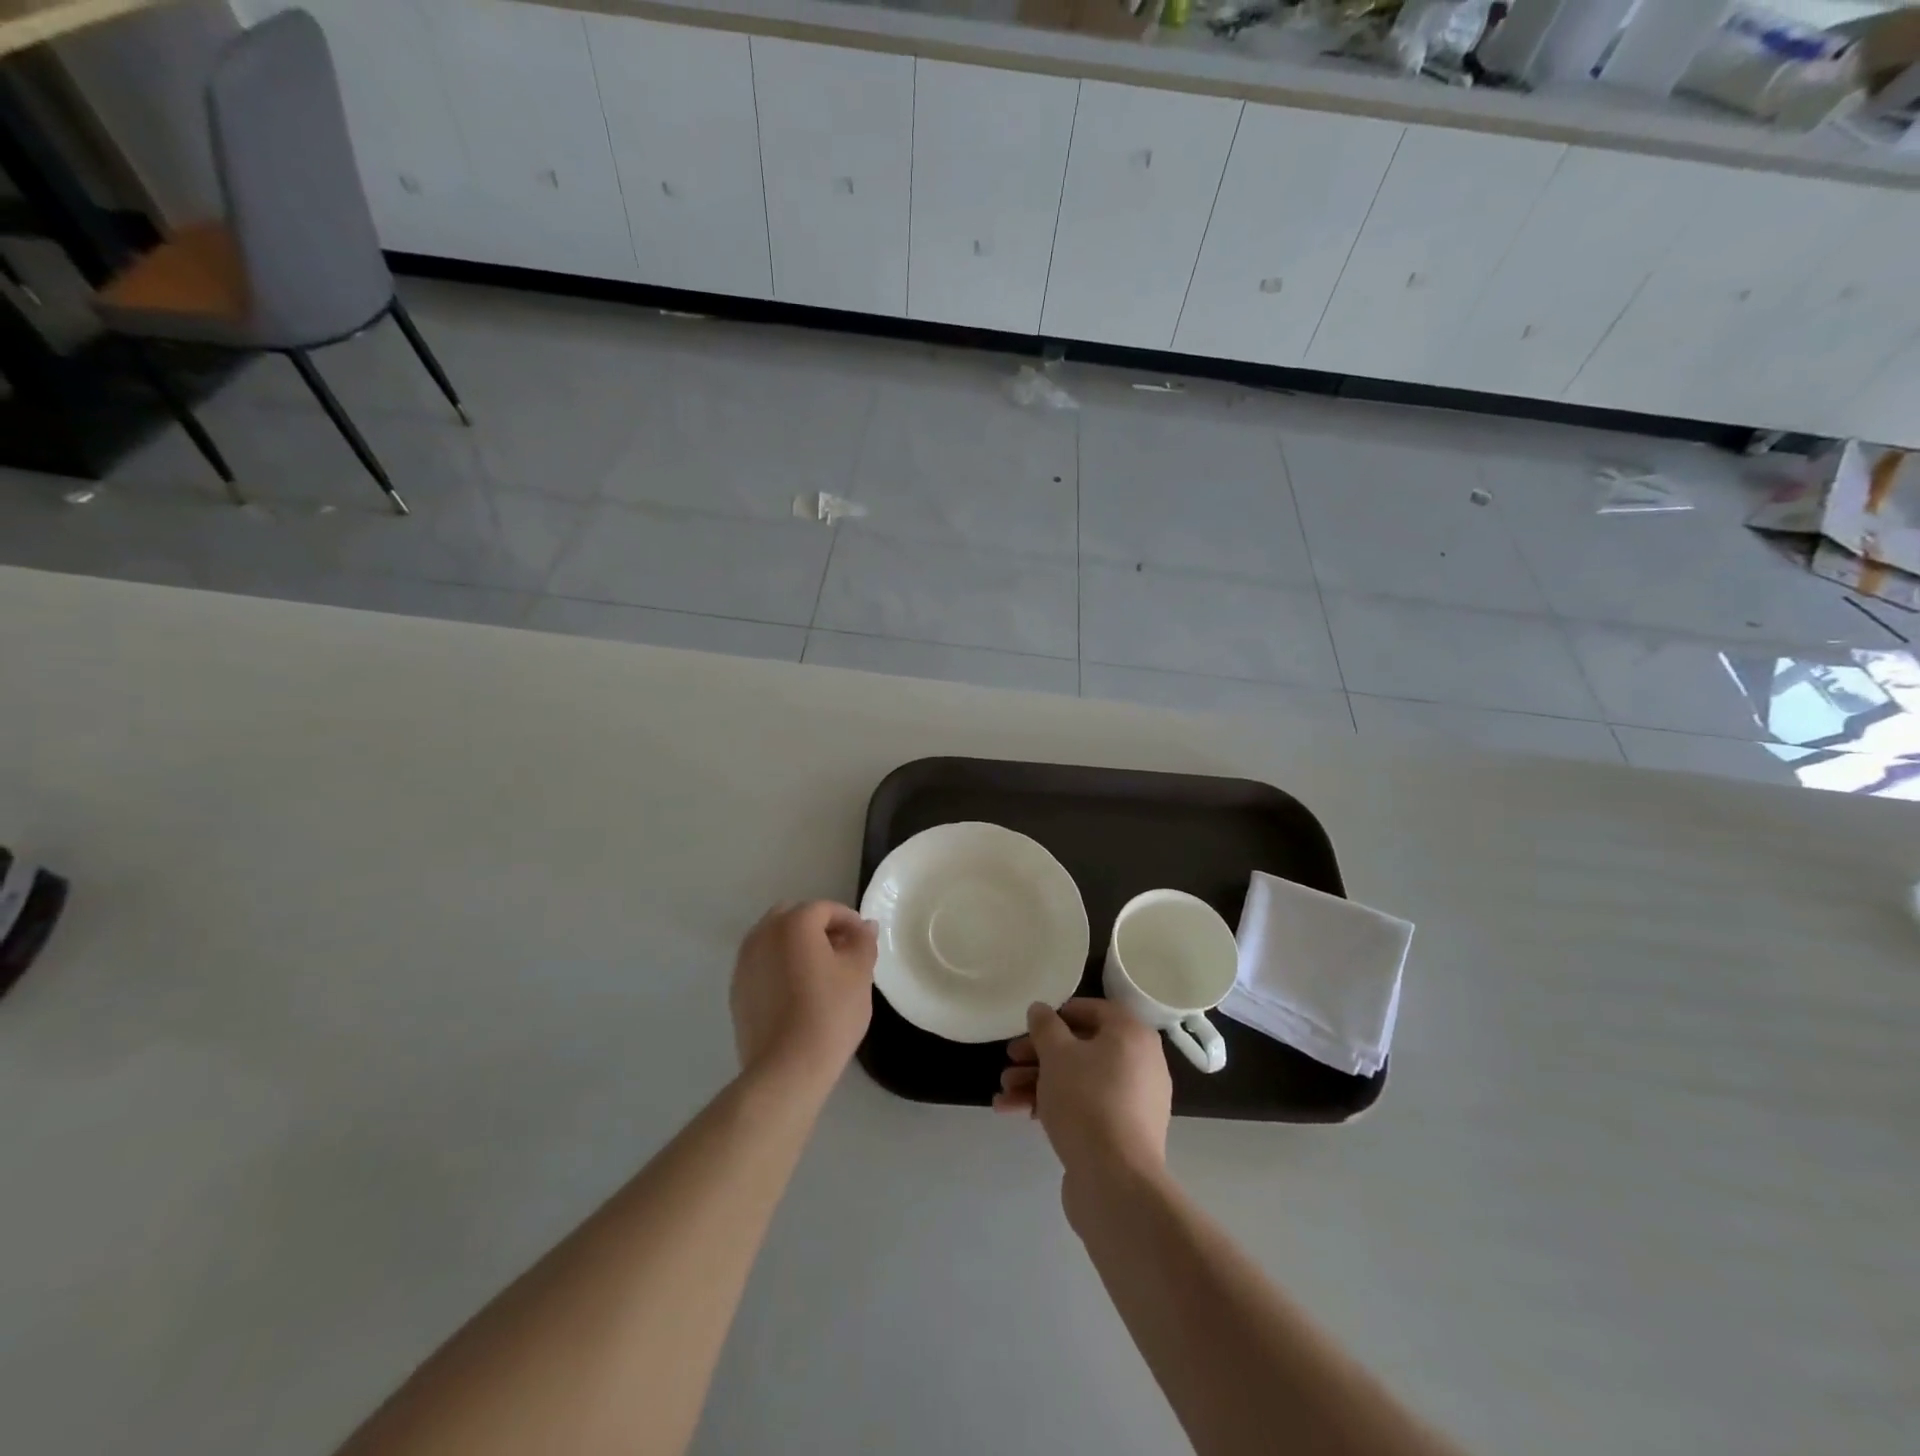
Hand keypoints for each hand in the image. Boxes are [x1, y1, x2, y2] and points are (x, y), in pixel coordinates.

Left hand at [730, 901, 877, 1089]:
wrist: (786, 1069)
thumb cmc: (829, 1014)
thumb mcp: (859, 974)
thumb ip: (863, 942)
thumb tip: (864, 927)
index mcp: (794, 923)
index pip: (825, 908)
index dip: (849, 921)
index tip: (864, 942)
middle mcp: (763, 934)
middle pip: (794, 917)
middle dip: (819, 927)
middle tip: (842, 952)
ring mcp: (745, 962)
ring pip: (775, 939)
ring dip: (797, 945)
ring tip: (820, 973)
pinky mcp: (737, 989)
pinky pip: (763, 963)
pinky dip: (780, 965)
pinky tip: (798, 993)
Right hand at [995, 999, 1171, 1190]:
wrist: (1115, 1181)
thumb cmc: (1087, 1101)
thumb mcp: (1057, 1054)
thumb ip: (1045, 1026)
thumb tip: (1040, 1010)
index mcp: (1132, 1035)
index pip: (1094, 1010)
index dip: (1058, 1015)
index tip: (1030, 1027)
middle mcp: (1140, 1063)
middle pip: (1082, 1048)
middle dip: (1039, 1056)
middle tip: (1009, 1062)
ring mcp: (1133, 1101)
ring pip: (1079, 1080)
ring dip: (1038, 1082)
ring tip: (1003, 1095)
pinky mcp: (1122, 1133)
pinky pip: (1087, 1106)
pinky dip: (1055, 1105)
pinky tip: (1017, 1114)